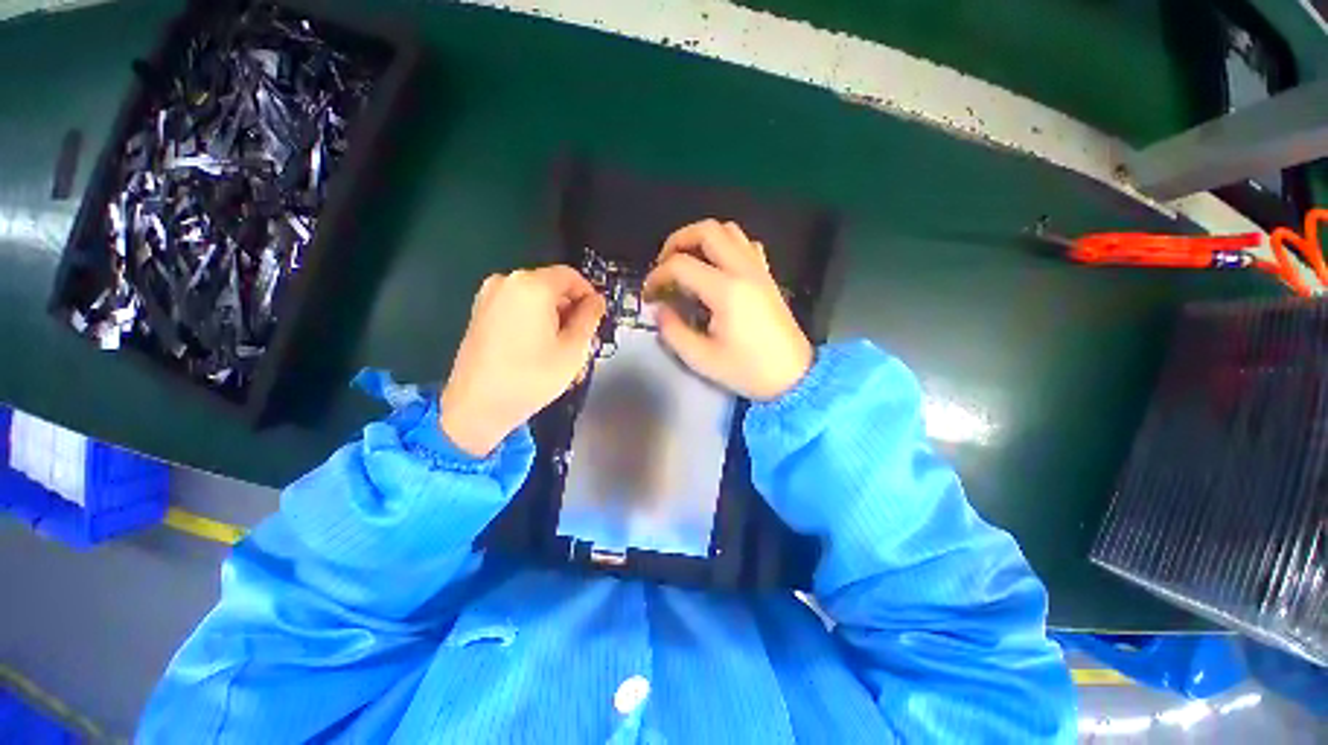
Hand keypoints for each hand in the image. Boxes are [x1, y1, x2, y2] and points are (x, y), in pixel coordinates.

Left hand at [440, 266, 605, 456]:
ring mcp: (489, 296)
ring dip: (555, 318)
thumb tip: (596, 301)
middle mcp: (507, 281)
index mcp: (532, 285)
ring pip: (536, 299)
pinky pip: (517, 308)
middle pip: (552, 286)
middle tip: (582, 340)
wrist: (478, 406)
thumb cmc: (532, 377)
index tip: (597, 319)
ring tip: (563, 350)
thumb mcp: (574, 348)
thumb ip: (590, 317)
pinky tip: (540, 349)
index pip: (571, 276)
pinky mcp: (480, 313)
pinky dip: (534, 321)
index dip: (589, 295)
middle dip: (572, 310)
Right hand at [644, 219, 811, 400]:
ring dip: (702, 239)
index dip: (657, 276)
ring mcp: (759, 270)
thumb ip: (673, 331)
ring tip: (687, 262)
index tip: (649, 295)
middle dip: (677, 241)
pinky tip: (717, 268)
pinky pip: (746, 245)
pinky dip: (726, 246)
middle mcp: (743, 271)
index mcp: (725, 291)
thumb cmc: (748, 370)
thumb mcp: (702, 359)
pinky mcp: (767, 277)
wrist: (793, 377)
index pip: (680, 265)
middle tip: (664, 265)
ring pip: (729, 231)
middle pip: (707, 230)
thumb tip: (659, 309)